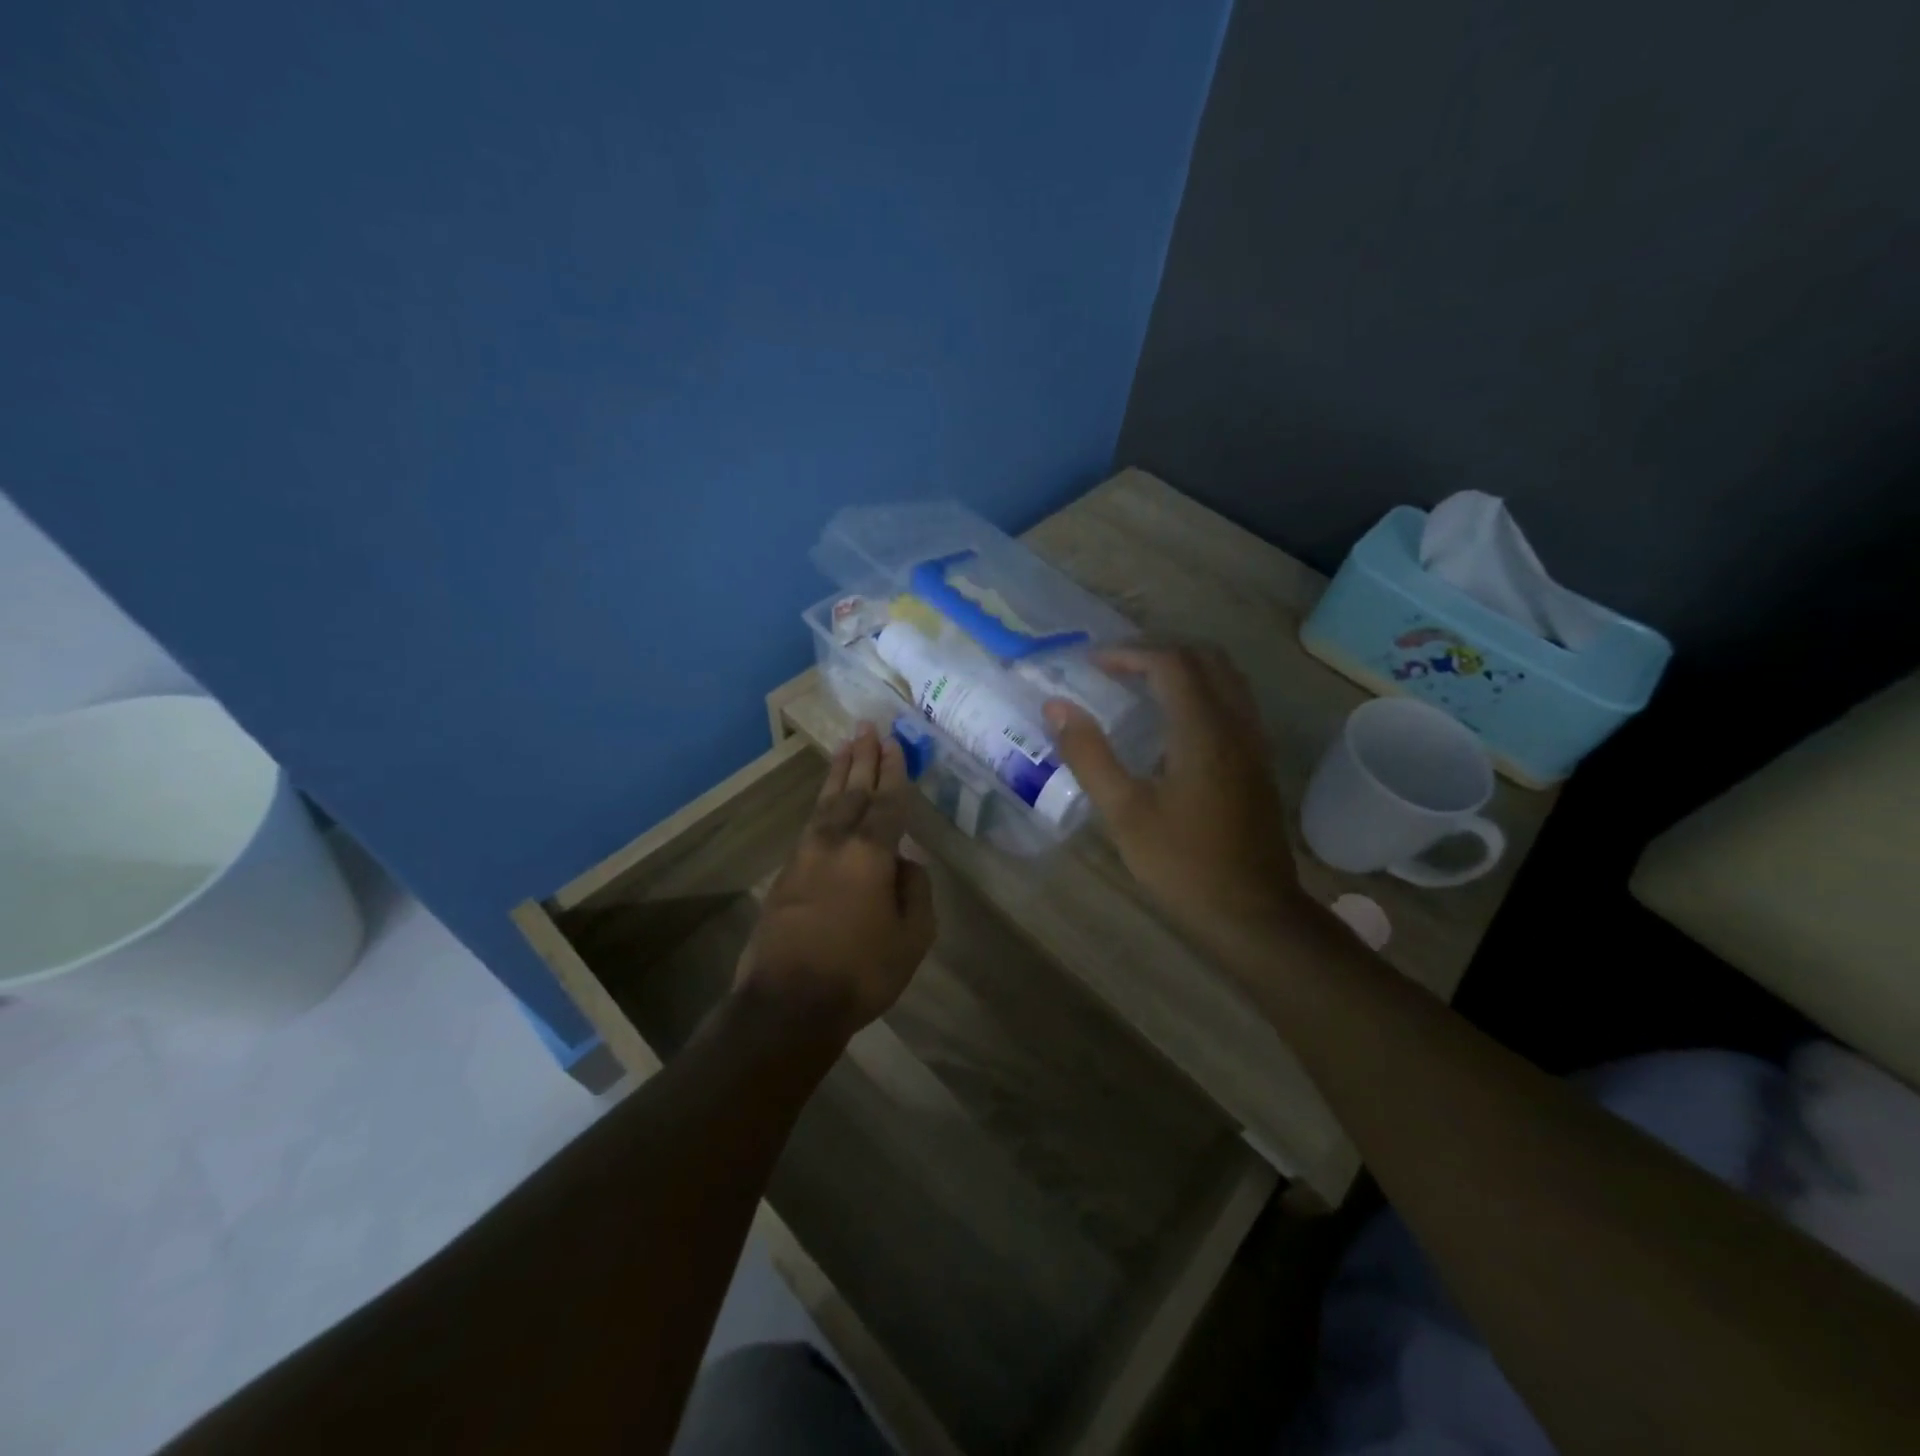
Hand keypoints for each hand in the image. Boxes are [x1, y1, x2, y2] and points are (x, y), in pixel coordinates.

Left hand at [737, 723, 936, 1039]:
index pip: (887, 802)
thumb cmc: (860, 972)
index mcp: (871, 853)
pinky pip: (810, 825)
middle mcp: (835, 843)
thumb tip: (906, 864)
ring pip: (826, 804)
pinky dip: (823, 805)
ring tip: (846, 747)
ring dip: (838, 774)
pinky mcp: (785, 875)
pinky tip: (826, 803)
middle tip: (867, 726)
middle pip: (852, 791)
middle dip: (862, 758)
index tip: (894, 742)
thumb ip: (916, 892)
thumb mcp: (912, 938)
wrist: (787, 1003)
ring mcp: (805, 857)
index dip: (893, 771)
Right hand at [1044, 646, 1300, 941]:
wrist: (1253, 912)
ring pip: (1225, 676)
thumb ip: (1089, 754)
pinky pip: (1234, 700)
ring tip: (1140, 684)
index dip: (1128, 653)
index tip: (1092, 665)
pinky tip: (1173, 720)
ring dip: (1183, 666)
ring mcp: (1254, 741)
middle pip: (1204, 657)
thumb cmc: (1182, 864)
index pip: (1171, 662)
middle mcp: (1236, 723)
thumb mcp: (1124, 813)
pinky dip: (1202, 688)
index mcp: (1203, 730)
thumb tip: (1057, 706)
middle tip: (1115, 668)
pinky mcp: (1259, 761)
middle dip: (1157, 651)